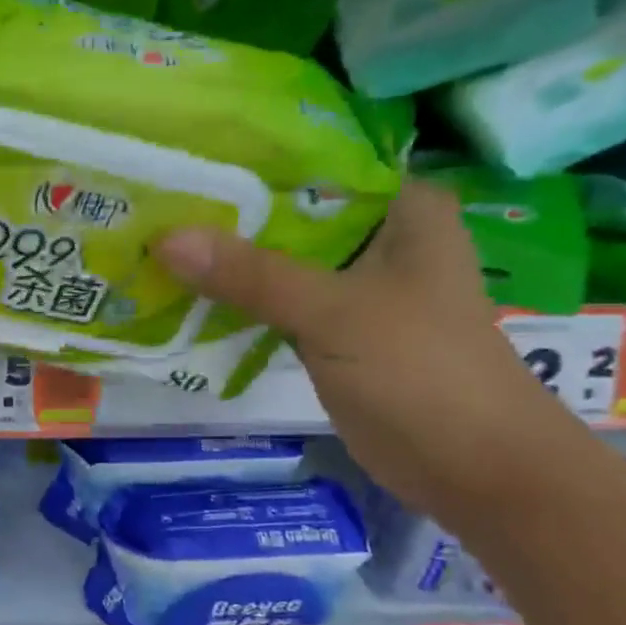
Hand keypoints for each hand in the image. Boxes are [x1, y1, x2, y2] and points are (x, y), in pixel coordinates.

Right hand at [155, 179, 574, 518]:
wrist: (473, 468)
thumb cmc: (422, 371)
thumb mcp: (333, 312)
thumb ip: (251, 274)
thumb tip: (165, 240)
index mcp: (399, 208)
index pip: (313, 163)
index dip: (248, 160)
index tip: (183, 155)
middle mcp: (376, 237)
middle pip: (287, 213)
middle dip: (225, 212)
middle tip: (153, 200)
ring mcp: (352, 285)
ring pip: (276, 259)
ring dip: (225, 258)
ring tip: (153, 239)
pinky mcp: (331, 327)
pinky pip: (274, 300)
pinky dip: (236, 297)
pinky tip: (183, 288)